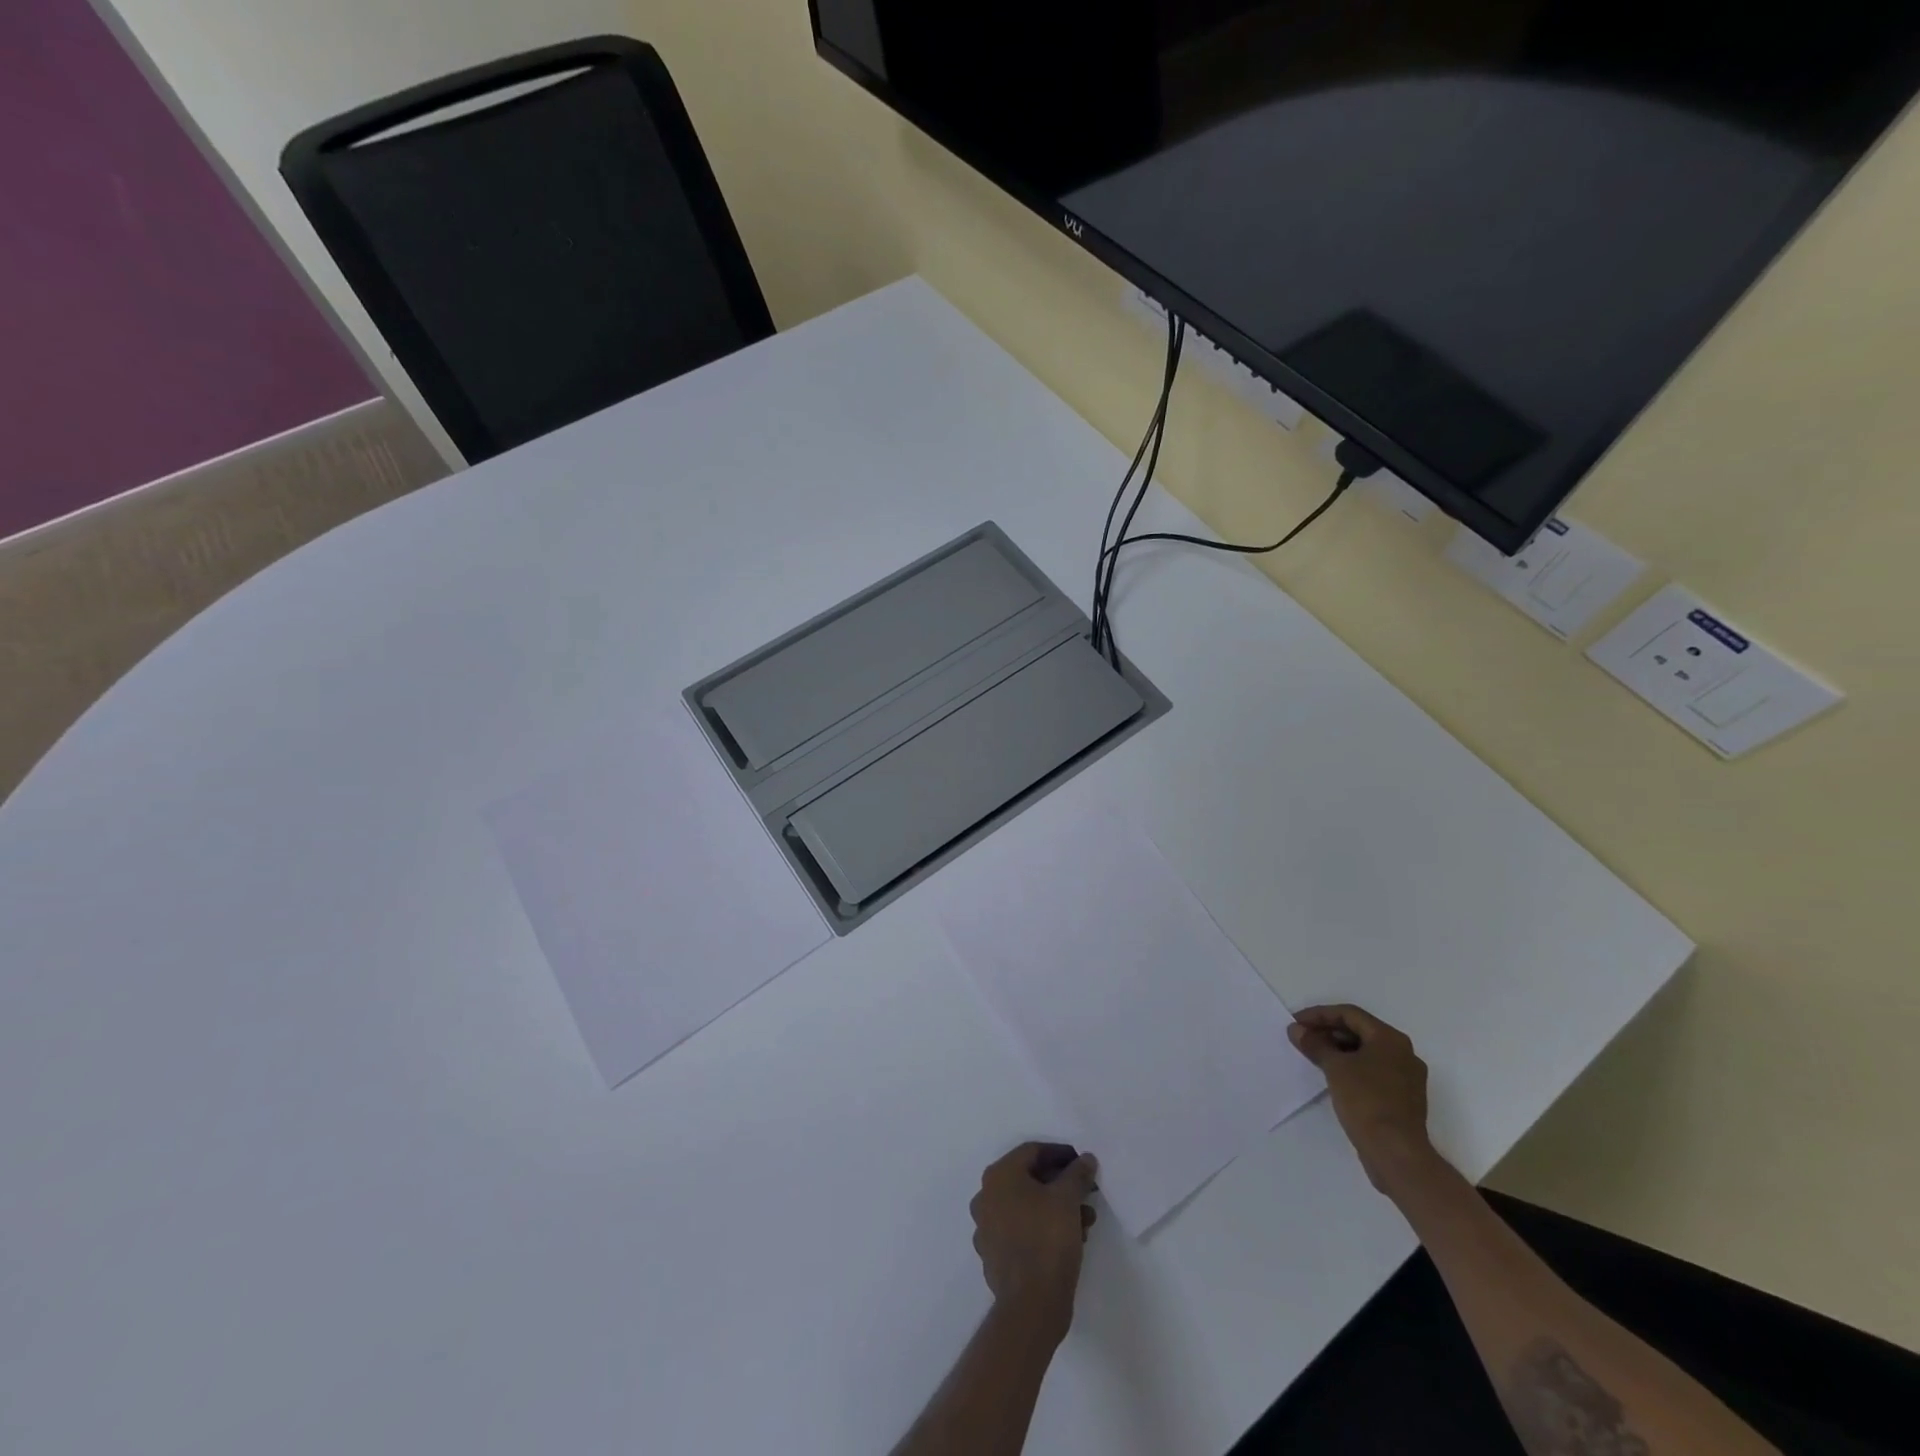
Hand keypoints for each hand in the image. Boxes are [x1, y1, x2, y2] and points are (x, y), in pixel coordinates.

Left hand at [969, 1143, 1099, 1336]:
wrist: (1031, 1305)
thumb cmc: (1047, 1239)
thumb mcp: (1068, 1199)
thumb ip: (1077, 1174)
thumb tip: (1086, 1159)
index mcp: (999, 1176)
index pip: (1033, 1152)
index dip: (1061, 1155)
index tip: (1083, 1165)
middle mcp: (986, 1196)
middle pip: (1029, 1179)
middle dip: (1061, 1185)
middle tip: (1086, 1194)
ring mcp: (986, 1228)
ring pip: (1027, 1207)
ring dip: (1056, 1208)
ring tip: (1086, 1222)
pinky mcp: (994, 1255)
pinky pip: (1021, 1231)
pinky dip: (1043, 1229)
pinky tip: (1069, 1241)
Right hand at [1289, 1005, 1434, 1193]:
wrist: (1396, 1153)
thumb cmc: (1366, 1101)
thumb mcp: (1334, 1067)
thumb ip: (1315, 1044)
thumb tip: (1296, 1030)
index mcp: (1390, 1039)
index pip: (1349, 1014)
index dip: (1319, 1015)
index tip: (1296, 1023)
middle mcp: (1403, 1053)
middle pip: (1360, 1031)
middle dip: (1328, 1032)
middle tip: (1302, 1038)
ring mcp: (1406, 1077)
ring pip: (1366, 1052)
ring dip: (1338, 1050)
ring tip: (1313, 1056)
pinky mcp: (1403, 1098)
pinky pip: (1373, 1071)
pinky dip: (1351, 1068)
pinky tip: (1332, 1076)